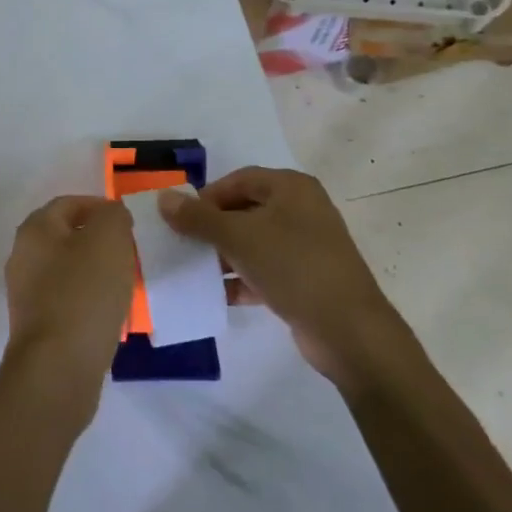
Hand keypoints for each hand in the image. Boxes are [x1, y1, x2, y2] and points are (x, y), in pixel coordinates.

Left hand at [0, 196, 136, 421]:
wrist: (58, 367)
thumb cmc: (84, 293)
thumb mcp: (109, 238)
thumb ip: (113, 215)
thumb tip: (111, 216)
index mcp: (35, 229)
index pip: (69, 203)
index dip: (100, 207)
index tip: (128, 223)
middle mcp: (22, 256)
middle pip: (66, 236)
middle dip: (98, 241)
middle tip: (128, 252)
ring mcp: (26, 293)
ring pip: (67, 269)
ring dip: (95, 272)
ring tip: (124, 283)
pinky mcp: (36, 325)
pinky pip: (67, 300)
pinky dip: (88, 300)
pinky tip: (109, 313)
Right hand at [159, 167, 393, 383]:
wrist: (348, 330)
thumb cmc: (292, 266)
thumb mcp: (238, 237)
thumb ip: (198, 217)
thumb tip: (163, 198)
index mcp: (291, 188)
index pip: (238, 180)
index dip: (206, 196)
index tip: (180, 220)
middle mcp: (301, 210)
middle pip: (244, 210)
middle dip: (212, 228)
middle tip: (184, 244)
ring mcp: (307, 246)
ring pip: (254, 242)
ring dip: (224, 255)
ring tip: (195, 270)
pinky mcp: (307, 279)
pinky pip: (265, 270)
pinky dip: (242, 279)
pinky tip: (218, 294)